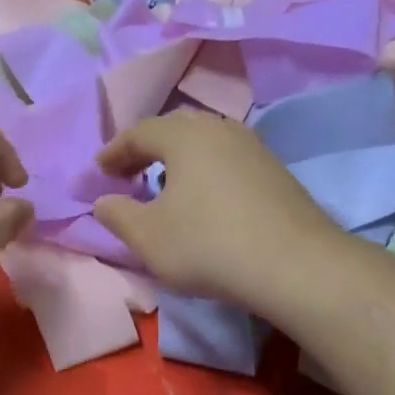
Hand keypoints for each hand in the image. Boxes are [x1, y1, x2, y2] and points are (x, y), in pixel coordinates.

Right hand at [93, 111, 342, 312]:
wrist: (295, 265)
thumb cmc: (208, 245)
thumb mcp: (148, 237)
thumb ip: (117, 215)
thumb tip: (103, 201)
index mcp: (184, 136)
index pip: (139, 132)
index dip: (114, 151)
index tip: (99, 171)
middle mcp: (220, 130)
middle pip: (174, 129)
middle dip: (146, 149)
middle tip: (128, 172)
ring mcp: (253, 148)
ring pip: (205, 142)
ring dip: (178, 159)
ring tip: (164, 183)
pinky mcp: (276, 171)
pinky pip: (227, 159)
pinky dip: (205, 171)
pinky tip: (204, 198)